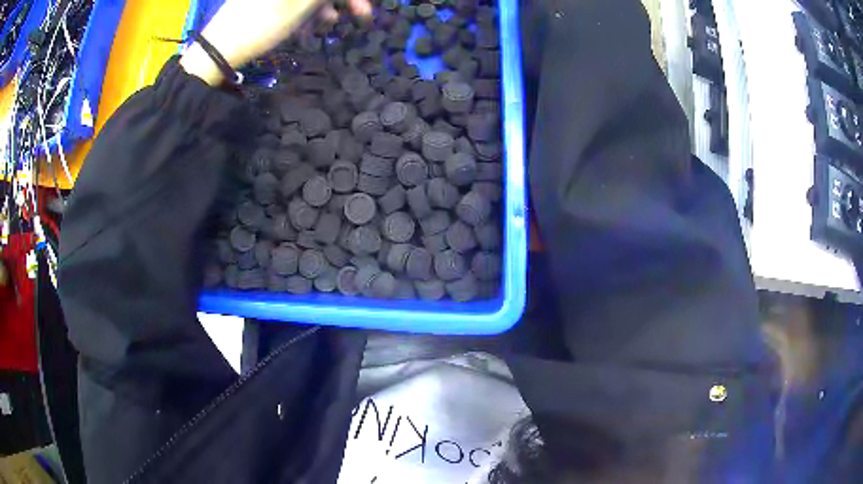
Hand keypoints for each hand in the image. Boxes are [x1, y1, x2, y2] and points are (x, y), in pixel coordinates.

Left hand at [180, 0, 370, 84]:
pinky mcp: (266, 2)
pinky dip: (308, 11)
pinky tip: (311, 25)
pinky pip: (296, 2)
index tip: (365, 7)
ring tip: (328, 25)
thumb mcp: (301, 3)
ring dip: (326, 6)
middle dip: (342, 0)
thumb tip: (331, 1)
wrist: (218, 49)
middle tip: (361, 15)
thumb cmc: (261, 24)